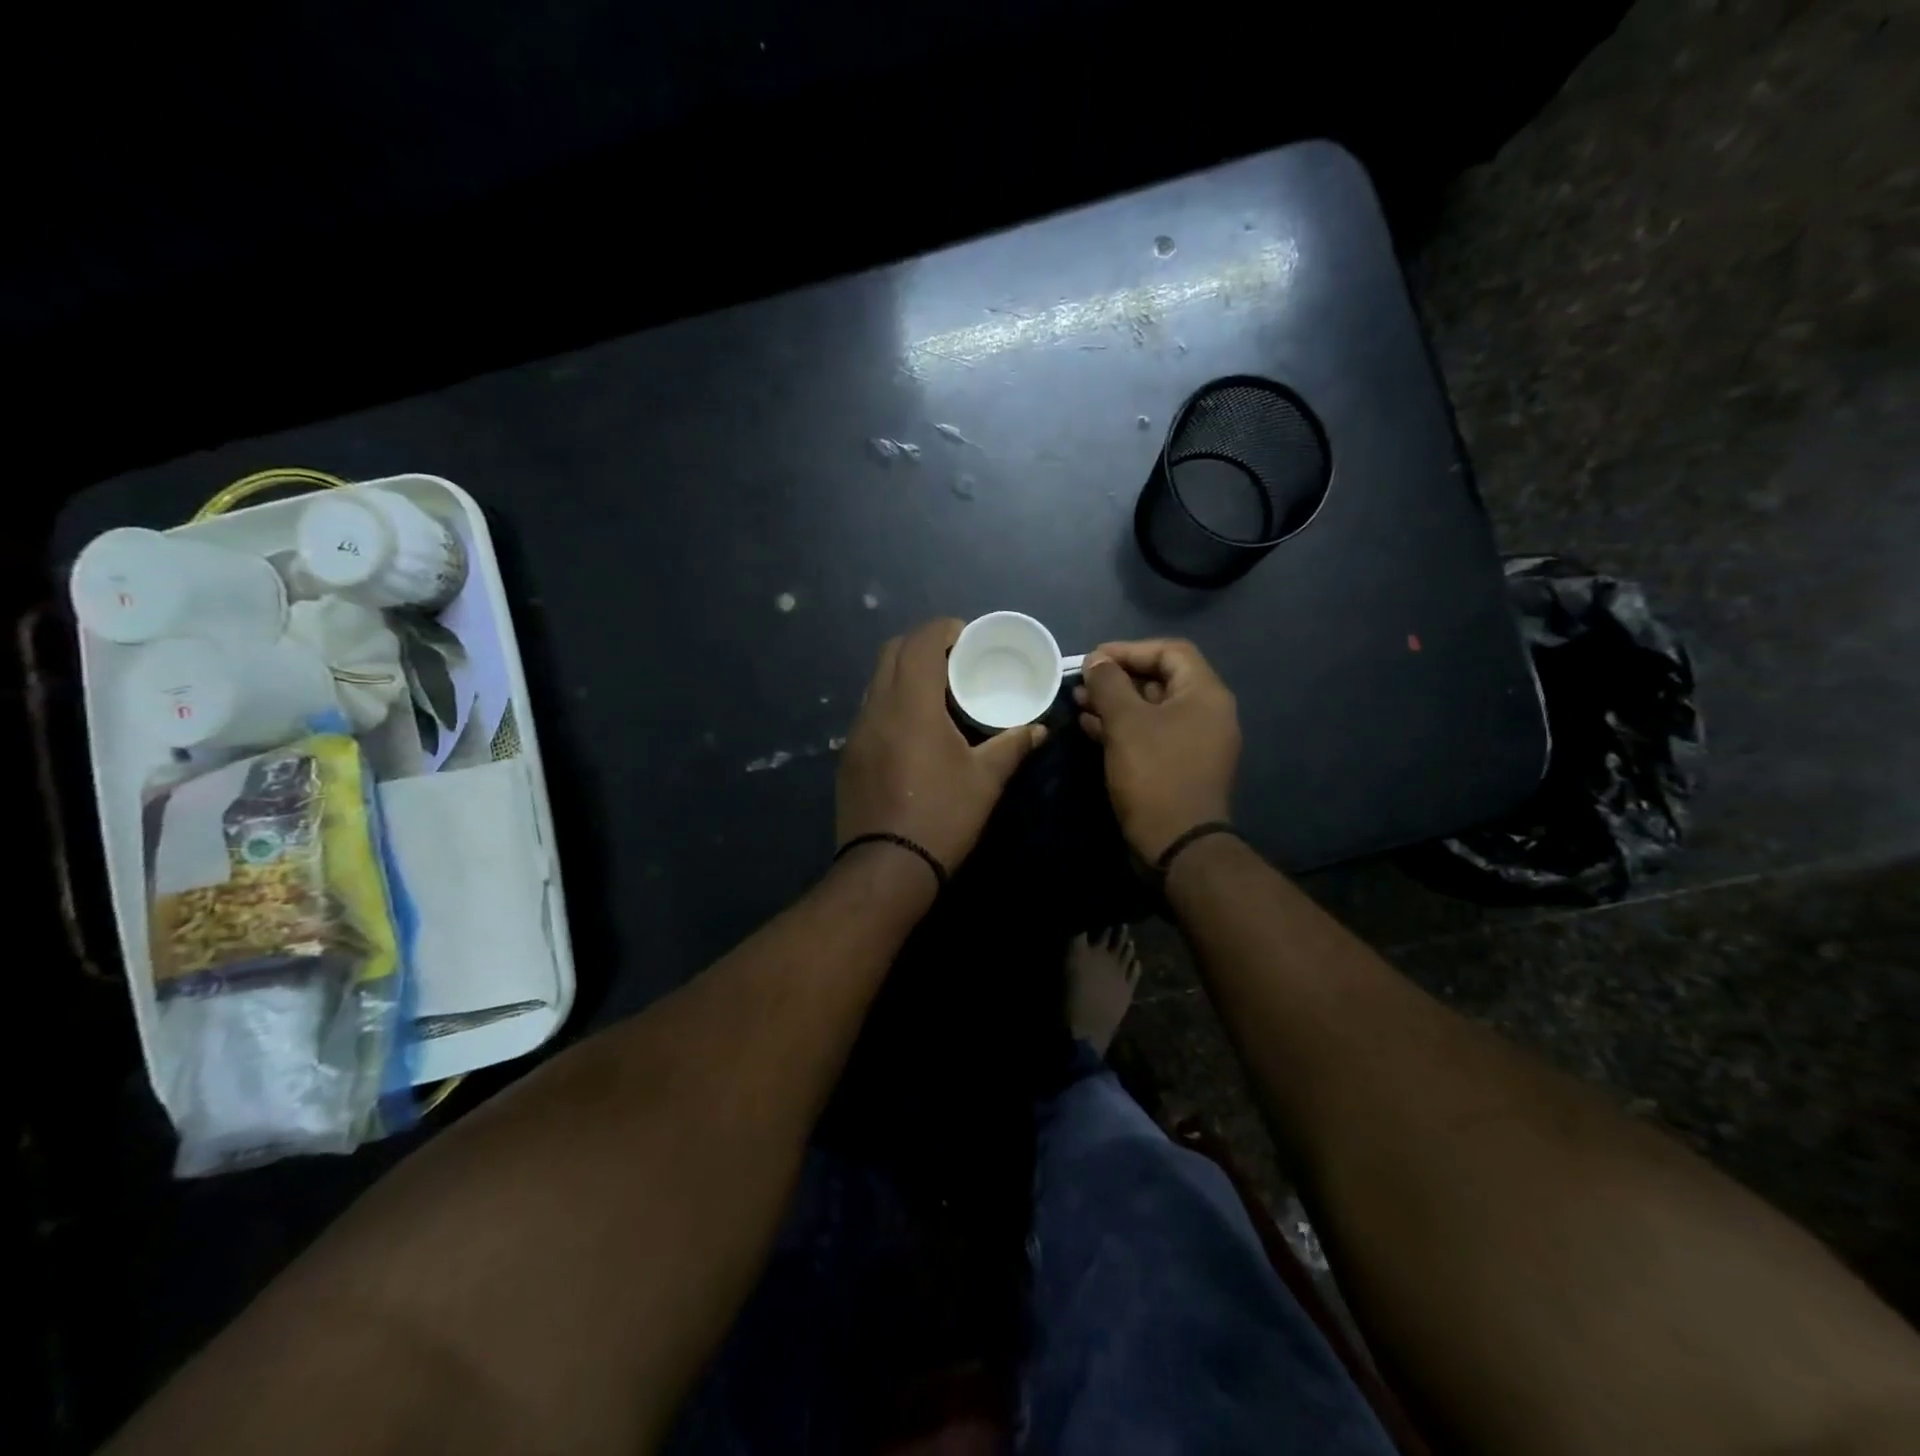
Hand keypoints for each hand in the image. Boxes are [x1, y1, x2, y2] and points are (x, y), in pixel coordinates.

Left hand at [837, 618, 1045, 874]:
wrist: (886, 868)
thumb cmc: (942, 816)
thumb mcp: (986, 780)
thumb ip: (1013, 745)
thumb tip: (1039, 729)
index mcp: (911, 704)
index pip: (920, 642)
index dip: (944, 629)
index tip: (967, 637)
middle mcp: (876, 708)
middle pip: (892, 651)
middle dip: (922, 645)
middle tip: (954, 660)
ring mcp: (856, 732)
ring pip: (876, 680)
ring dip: (904, 673)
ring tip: (936, 692)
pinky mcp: (848, 755)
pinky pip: (869, 710)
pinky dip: (891, 702)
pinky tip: (913, 729)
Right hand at [1074, 638, 1240, 861]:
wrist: (1177, 843)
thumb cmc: (1155, 773)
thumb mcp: (1126, 722)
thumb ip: (1109, 684)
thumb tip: (1097, 660)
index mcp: (1205, 694)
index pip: (1171, 651)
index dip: (1130, 649)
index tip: (1094, 658)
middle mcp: (1206, 713)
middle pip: (1160, 680)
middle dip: (1117, 678)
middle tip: (1082, 682)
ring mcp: (1194, 742)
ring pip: (1151, 709)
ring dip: (1115, 703)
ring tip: (1078, 703)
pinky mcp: (1179, 766)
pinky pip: (1150, 735)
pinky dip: (1123, 727)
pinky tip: (1091, 728)